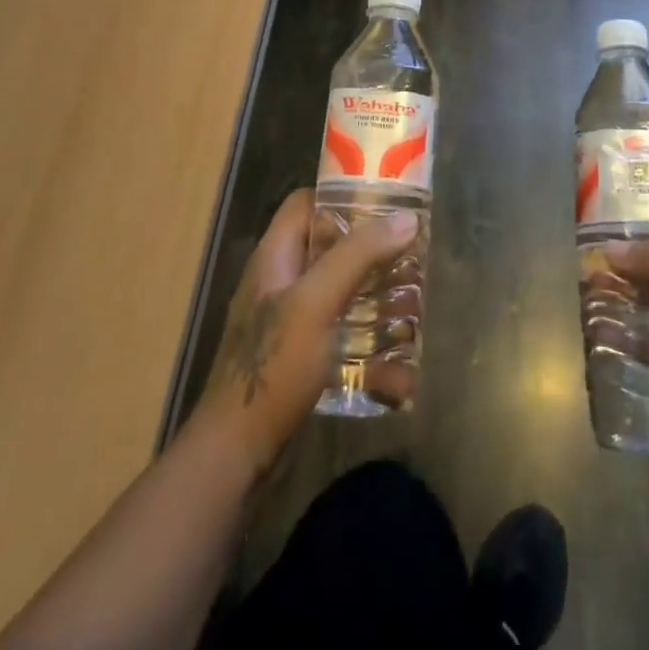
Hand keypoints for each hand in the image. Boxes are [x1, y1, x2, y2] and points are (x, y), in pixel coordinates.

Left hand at [193, 189, 416, 478]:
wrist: (235, 454)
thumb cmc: (273, 366)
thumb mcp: (316, 301)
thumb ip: (358, 256)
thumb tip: (406, 219)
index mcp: (275, 257)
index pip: (306, 203)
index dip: (343, 196)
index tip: (387, 202)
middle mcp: (280, 282)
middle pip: (329, 248)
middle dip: (371, 253)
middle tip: (411, 258)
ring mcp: (289, 322)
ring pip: (339, 293)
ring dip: (375, 300)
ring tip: (413, 309)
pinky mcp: (299, 358)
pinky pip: (340, 337)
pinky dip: (368, 348)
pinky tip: (398, 372)